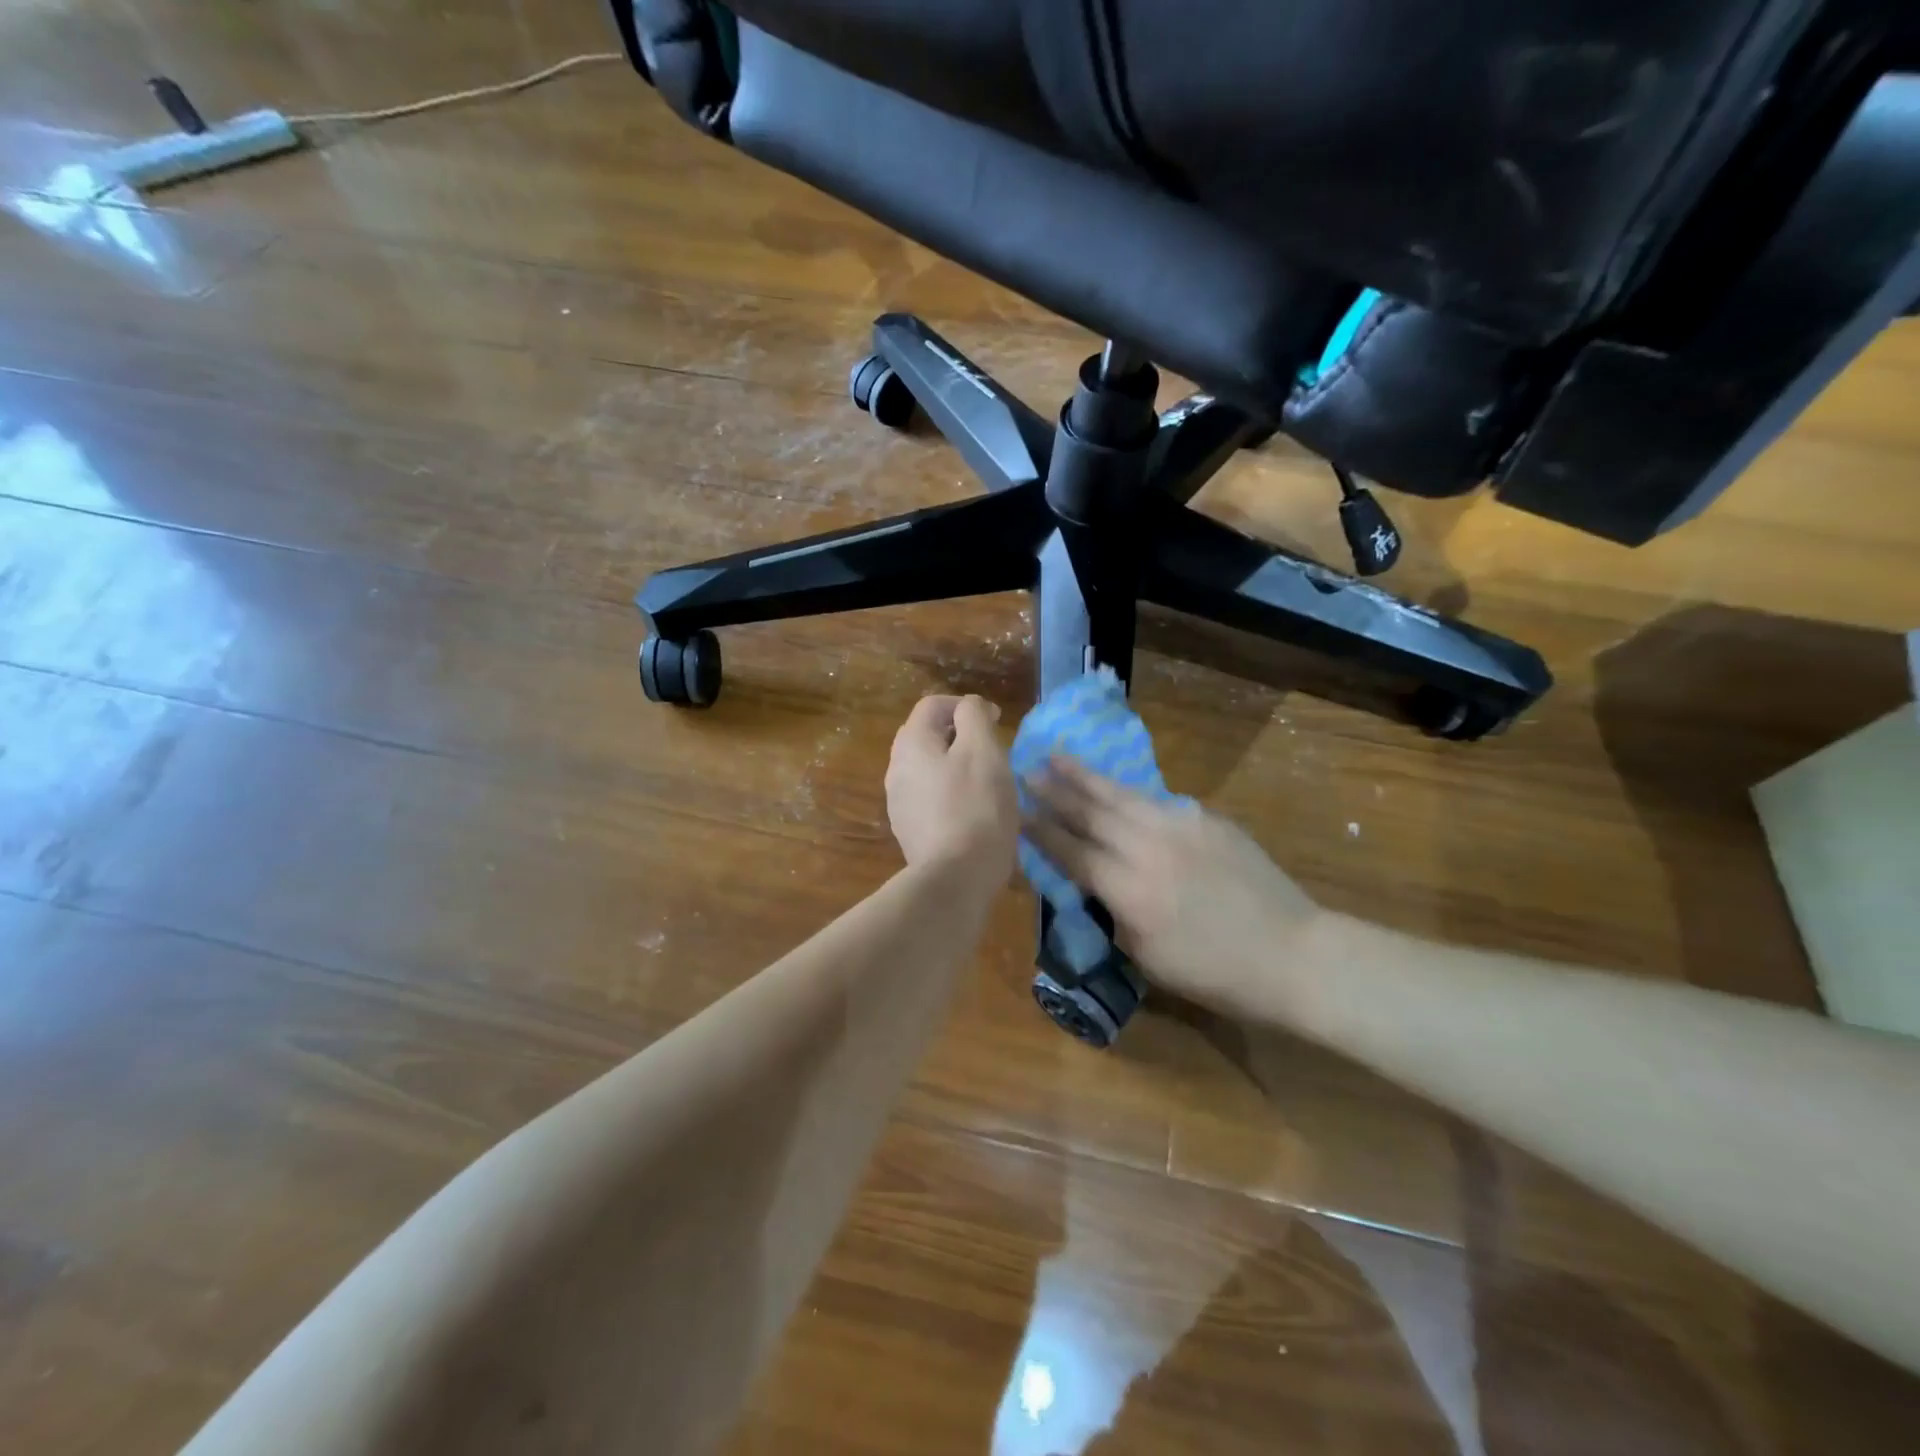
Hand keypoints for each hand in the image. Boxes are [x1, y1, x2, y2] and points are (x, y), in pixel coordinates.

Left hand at [886, 695, 1018, 880]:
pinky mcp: (909, 830)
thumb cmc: (975, 807)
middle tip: (991, 748)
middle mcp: (896, 768)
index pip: (933, 705)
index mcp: (911, 743)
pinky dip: (950, 791)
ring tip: (986, 779)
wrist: (955, 878)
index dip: (965, 705)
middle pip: (926, 735)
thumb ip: (973, 718)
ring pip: (928, 768)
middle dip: (959, 734)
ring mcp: (899, 802)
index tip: (995, 720)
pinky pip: (930, 797)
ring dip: (955, 764)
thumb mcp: (983, 751)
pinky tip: (973, 809)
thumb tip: (968, 707)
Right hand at [1024, 756, 1326, 1012]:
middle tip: (1027, 769)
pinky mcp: (1207, 819)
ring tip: (1059, 756)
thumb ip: (1115, 914)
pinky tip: (1119, 788)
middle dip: (1055, 790)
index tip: (1015, 810)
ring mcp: (1180, 826)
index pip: (1071, 851)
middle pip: (1091, 812)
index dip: (1040, 830)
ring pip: (1122, 795)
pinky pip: (1158, 801)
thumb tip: (1097, 884)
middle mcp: (1147, 848)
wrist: (1292, 953)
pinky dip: (1131, 793)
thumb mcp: (1148, 957)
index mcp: (1128, 889)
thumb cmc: (1215, 972)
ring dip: (1086, 776)